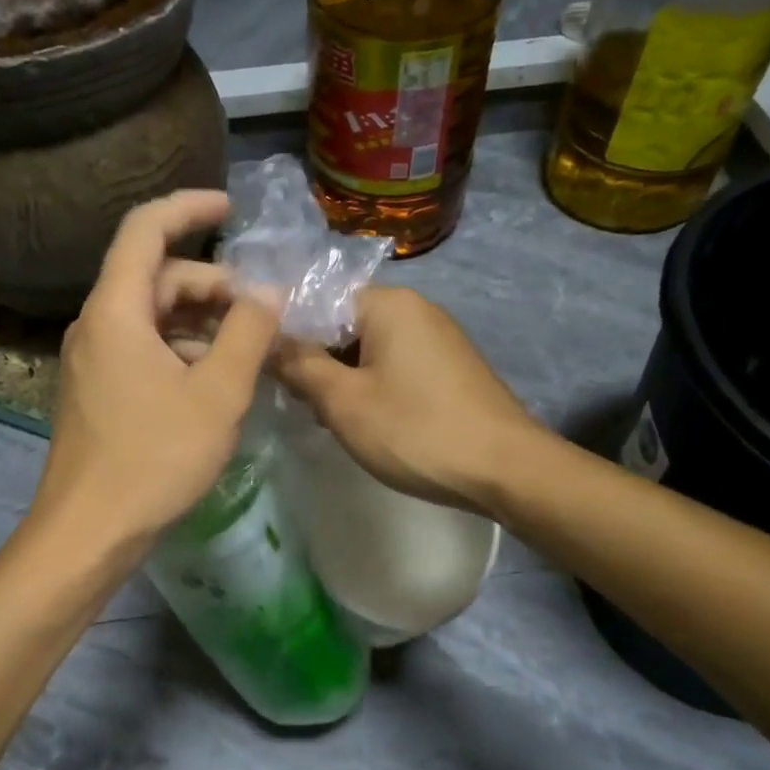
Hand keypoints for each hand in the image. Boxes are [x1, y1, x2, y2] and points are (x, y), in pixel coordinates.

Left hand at [33, 190, 280, 552]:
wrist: (89, 531)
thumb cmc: (154, 459)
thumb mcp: (218, 394)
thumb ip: (249, 334)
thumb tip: (269, 291)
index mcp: (116, 311)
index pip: (146, 229)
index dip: (189, 207)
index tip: (233, 208)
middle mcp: (97, 325)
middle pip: (156, 277)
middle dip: (212, 283)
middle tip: (261, 311)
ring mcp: (94, 360)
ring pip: (152, 317)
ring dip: (201, 321)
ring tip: (249, 349)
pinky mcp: (99, 391)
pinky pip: (144, 349)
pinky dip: (182, 350)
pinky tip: (216, 381)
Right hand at [274, 286, 540, 514]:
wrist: (506, 469)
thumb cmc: (416, 431)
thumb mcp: (344, 402)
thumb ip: (299, 366)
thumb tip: (266, 340)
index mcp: (389, 304)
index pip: (318, 299)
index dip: (286, 331)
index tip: (264, 366)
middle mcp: (416, 309)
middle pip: (343, 323)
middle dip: (315, 359)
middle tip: (297, 401)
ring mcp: (437, 338)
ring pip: (367, 348)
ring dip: (341, 377)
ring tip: (327, 417)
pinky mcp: (449, 368)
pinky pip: (394, 365)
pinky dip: (372, 386)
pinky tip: (365, 420)